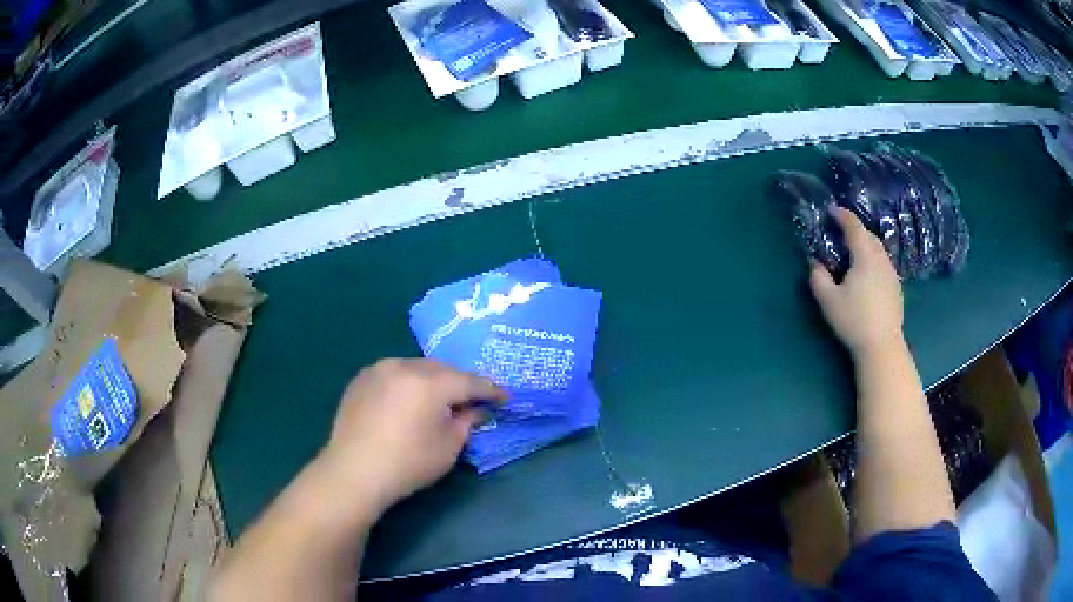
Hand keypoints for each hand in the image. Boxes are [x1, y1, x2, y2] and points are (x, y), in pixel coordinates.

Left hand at [316, 359, 505, 517]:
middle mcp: (404, 366)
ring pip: (416, 368)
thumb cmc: (408, 463)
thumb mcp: (448, 447)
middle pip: (442, 369)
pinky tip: (408, 400)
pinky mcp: (361, 379)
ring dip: (432, 380)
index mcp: (431, 382)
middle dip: (460, 383)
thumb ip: (466, 422)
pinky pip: (393, 374)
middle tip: (473, 399)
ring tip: (439, 399)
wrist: (354, 472)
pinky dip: (407, 383)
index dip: (490, 390)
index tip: (505, 397)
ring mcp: (378, 370)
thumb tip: (476, 409)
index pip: (470, 381)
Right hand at [809, 208, 903, 357]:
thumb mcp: (828, 301)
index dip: (843, 216)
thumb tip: (815, 263)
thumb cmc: (854, 320)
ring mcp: (892, 274)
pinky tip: (867, 275)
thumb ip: (818, 278)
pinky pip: (884, 264)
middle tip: (841, 232)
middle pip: (869, 236)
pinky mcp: (896, 288)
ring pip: (878, 250)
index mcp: (865, 257)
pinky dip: (874, 260)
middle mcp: (881, 259)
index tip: (832, 210)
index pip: (854, 227)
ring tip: (854, 253)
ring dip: (866, 245)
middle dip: (855, 229)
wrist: (882, 346)